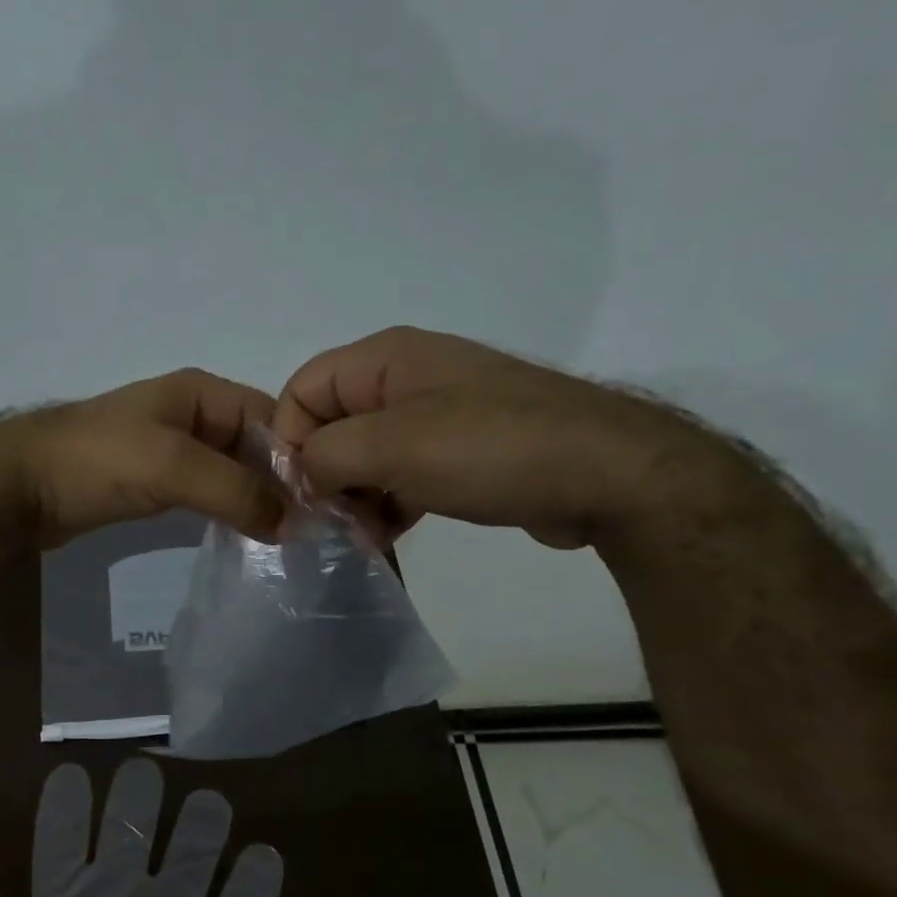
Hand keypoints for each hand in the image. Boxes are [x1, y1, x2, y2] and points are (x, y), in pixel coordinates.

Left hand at [0, 369, 284, 547]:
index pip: (273, 419)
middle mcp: (192, 414)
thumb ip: (236, 490)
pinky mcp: (153, 480)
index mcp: (202, 393)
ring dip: (255, 501)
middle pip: (255, 446)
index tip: (325, 504)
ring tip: (284, 541)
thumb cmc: (96, 461)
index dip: (301, 457)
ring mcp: (171, 448)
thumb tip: (294, 524)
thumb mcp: (172, 467)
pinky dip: (225, 510)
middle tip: (310, 532)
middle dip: (282, 483)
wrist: (18, 486)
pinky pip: (205, 492)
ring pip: (231, 472)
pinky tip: (242, 537)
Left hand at [0, 758, 282, 896]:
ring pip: (190, 856)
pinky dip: (254, 889)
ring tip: (208, 800)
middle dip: (137, 799)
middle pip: (131, 831)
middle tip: (143, 772)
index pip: (63, 840)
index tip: (70, 772)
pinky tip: (263, 856)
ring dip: (202, 827)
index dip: (65, 807)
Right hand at [273, 326, 750, 551]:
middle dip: (324, 475)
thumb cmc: (489, 448)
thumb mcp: (391, 447)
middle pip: (331, 424)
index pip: (303, 389)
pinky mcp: (461, 451)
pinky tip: (390, 536)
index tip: (300, 492)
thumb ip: (325, 456)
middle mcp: (406, 379)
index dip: (289, 439)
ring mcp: (437, 415)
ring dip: (355, 498)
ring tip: (366, 537)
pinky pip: (401, 473)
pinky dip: (387, 503)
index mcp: (385, 359)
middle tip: (334, 523)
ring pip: (365, 455)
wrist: (608, 475)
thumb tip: (301, 475)